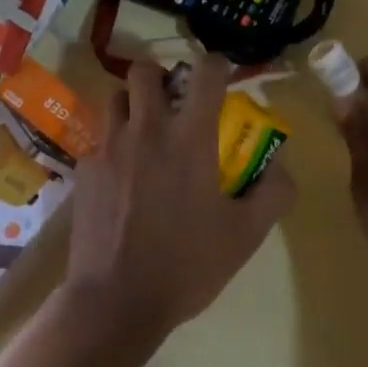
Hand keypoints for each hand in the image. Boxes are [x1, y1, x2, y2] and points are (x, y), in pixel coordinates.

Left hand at [64, 56, 295, 346]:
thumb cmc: (187, 265)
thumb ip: (273, 192)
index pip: (205, 72)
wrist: (116, 301)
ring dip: (133, 104)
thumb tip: (282, 164)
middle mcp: (146, 128)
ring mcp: (109, 146)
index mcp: (189, 137)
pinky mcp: (85, 168)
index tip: (222, 77)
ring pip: (115, 97)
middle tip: (174, 103)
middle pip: (145, 70)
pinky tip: (122, 177)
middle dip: (162, 77)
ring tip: (145, 132)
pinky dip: (114, 145)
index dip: (217, 65)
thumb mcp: (246, 235)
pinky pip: (99, 139)